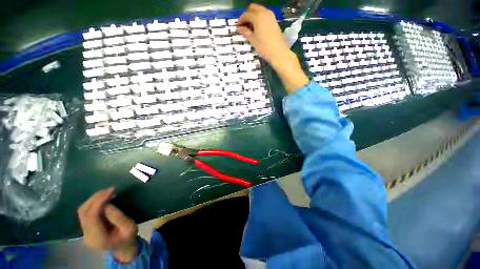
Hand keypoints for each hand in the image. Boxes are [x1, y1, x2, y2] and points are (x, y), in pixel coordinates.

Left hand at [78, 187, 138, 262]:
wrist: (123, 248)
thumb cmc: (129, 237)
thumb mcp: (130, 227)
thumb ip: (118, 217)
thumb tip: (107, 204)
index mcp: (98, 238)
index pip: (92, 217)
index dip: (98, 202)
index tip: (111, 191)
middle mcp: (87, 235)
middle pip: (83, 213)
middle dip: (95, 198)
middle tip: (109, 189)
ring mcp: (84, 232)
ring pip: (82, 211)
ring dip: (93, 199)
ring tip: (107, 192)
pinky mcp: (86, 228)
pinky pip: (86, 213)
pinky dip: (93, 203)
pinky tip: (103, 199)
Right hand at [237, 4, 289, 64]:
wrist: (278, 52)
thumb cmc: (264, 47)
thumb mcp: (253, 40)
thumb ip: (245, 32)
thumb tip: (239, 28)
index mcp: (257, 16)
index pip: (246, 14)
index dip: (240, 20)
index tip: (238, 27)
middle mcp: (264, 12)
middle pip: (253, 8)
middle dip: (247, 15)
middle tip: (244, 25)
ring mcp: (270, 15)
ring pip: (259, 10)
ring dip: (253, 16)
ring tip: (250, 27)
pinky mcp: (274, 20)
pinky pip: (264, 14)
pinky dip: (259, 18)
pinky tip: (257, 28)